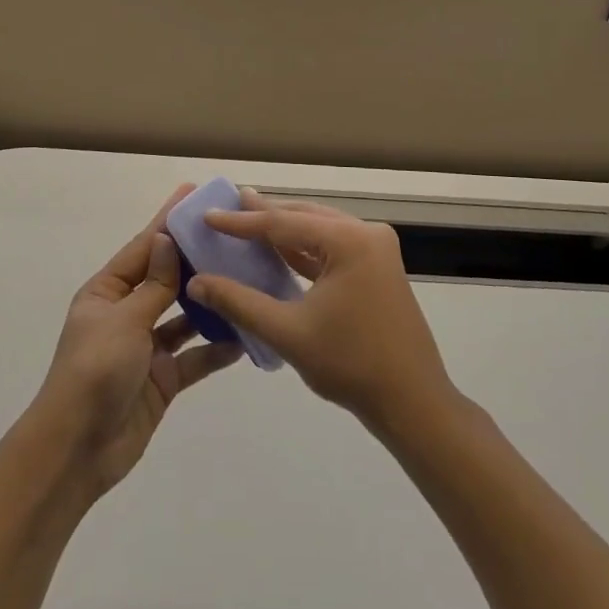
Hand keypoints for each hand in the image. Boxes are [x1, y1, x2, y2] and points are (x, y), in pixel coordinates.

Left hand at [30, 185, 240, 497]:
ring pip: (184, 316)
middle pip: (166, 278)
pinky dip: (215, 348)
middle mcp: (127, 313)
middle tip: (232, 235)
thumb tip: (167, 239)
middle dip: (195, 259)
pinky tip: (244, 336)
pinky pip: (194, 357)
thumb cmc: (94, 372)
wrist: (78, 450)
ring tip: (246, 280)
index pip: (144, 247)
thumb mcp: (124, 320)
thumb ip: (153, 284)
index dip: (168, 221)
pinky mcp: (162, 379)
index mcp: (107, 292)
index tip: (192, 194)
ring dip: (210, 302)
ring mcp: (146, 347)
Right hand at [186, 191, 457, 432]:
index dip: (241, 221)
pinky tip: (279, 251)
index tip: (208, 215)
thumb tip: (195, 283)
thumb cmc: (350, 365)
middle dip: (264, 215)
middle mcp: (366, 234)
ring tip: (248, 220)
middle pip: (304, 218)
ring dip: (285, 231)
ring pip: (319, 231)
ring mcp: (376, 250)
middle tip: (228, 206)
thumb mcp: (287, 332)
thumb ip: (239, 302)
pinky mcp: (378, 269)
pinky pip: (332, 249)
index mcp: (348, 240)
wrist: (413, 403)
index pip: (283, 223)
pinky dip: (305, 250)